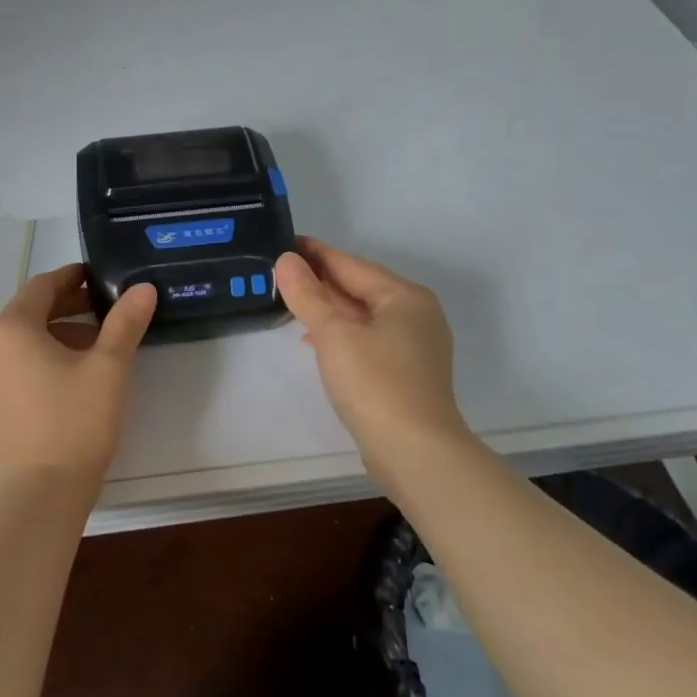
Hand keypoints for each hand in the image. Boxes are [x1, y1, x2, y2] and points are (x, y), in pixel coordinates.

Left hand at [0, 265, 157, 502]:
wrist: (40, 496)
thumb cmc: (76, 422)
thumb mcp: (109, 367)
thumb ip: (125, 322)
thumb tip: (142, 288)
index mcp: (12, 330)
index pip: (40, 287)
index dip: (70, 278)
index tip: (96, 278)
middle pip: (28, 315)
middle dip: (65, 309)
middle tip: (101, 313)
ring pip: (20, 347)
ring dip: (53, 339)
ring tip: (90, 352)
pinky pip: (12, 375)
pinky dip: (37, 366)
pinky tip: (65, 388)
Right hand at [274, 237, 473, 490]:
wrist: (416, 453)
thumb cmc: (375, 383)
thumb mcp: (333, 333)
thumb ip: (307, 294)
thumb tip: (287, 260)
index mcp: (404, 296)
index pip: (350, 265)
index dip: (315, 254)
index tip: (285, 243)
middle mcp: (416, 314)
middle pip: (359, 288)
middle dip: (321, 281)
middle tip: (281, 272)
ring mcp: (415, 345)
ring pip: (363, 315)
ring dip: (329, 308)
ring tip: (292, 303)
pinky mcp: (407, 372)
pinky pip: (368, 338)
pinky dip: (342, 333)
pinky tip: (316, 340)